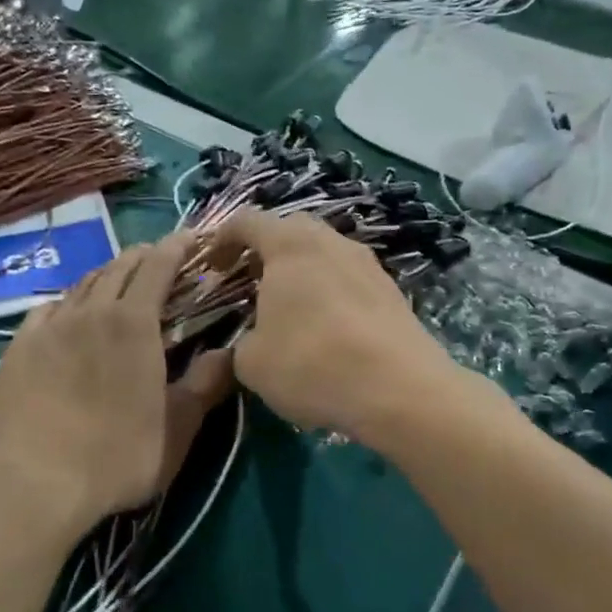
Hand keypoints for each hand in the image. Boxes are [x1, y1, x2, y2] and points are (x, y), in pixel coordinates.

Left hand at [0, 235, 233, 550]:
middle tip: (157, 258)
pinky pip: (46, 310)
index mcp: (134, 323)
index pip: (158, 266)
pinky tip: (66, 313)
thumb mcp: (178, 429)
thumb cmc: (116, 457)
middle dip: (142, 256)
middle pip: (118, 268)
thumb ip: (206, 385)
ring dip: (105, 276)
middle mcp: (90, 312)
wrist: (31, 484)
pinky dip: (67, 302)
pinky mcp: (17, 348)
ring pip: (81, 285)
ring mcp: (48, 328)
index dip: (176, 247)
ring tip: (117, 280)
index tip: (189, 238)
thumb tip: (232, 353)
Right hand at [210, 210, 461, 450]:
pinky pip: (348, 279)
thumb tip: (249, 343)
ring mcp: (367, 263)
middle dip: (265, 251)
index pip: (247, 221)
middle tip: (249, 283)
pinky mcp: (392, 290)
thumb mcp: (252, 363)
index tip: (211, 266)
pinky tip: (326, 328)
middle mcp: (330, 241)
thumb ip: (240, 344)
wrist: (400, 389)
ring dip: (301, 272)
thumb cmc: (312, 364)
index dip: (222, 240)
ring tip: (288, 307)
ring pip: (324, 253)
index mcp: (289, 245)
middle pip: (290, 230)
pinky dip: (329, 292)